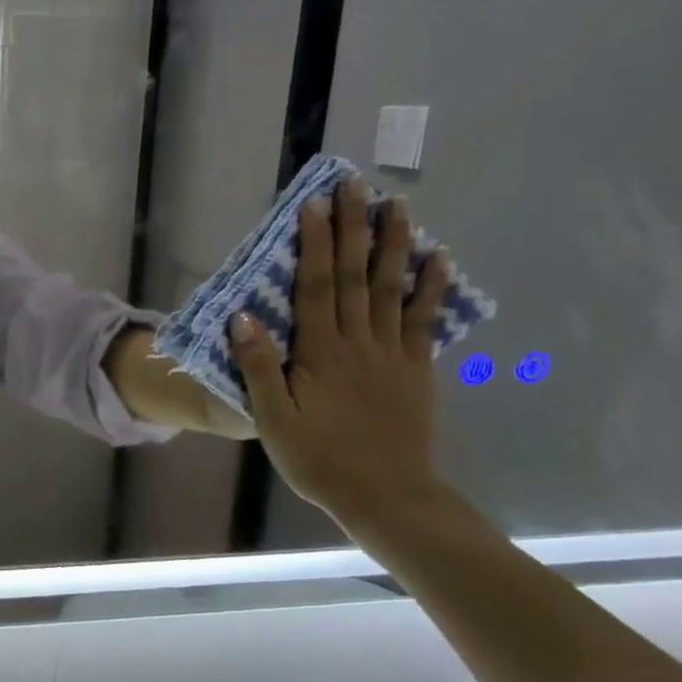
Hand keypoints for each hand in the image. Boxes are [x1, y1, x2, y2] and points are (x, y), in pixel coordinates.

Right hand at [231, 179, 450, 524]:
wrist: (386, 496)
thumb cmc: (318, 459)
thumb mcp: (273, 419)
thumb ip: (259, 367)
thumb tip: (243, 317)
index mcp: (321, 353)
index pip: (317, 287)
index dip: (316, 243)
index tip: (314, 204)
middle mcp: (360, 343)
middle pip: (357, 276)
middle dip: (355, 228)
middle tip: (356, 185)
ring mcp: (394, 354)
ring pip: (394, 288)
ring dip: (395, 244)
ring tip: (397, 205)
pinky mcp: (417, 370)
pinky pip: (425, 321)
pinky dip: (431, 287)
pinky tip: (438, 260)